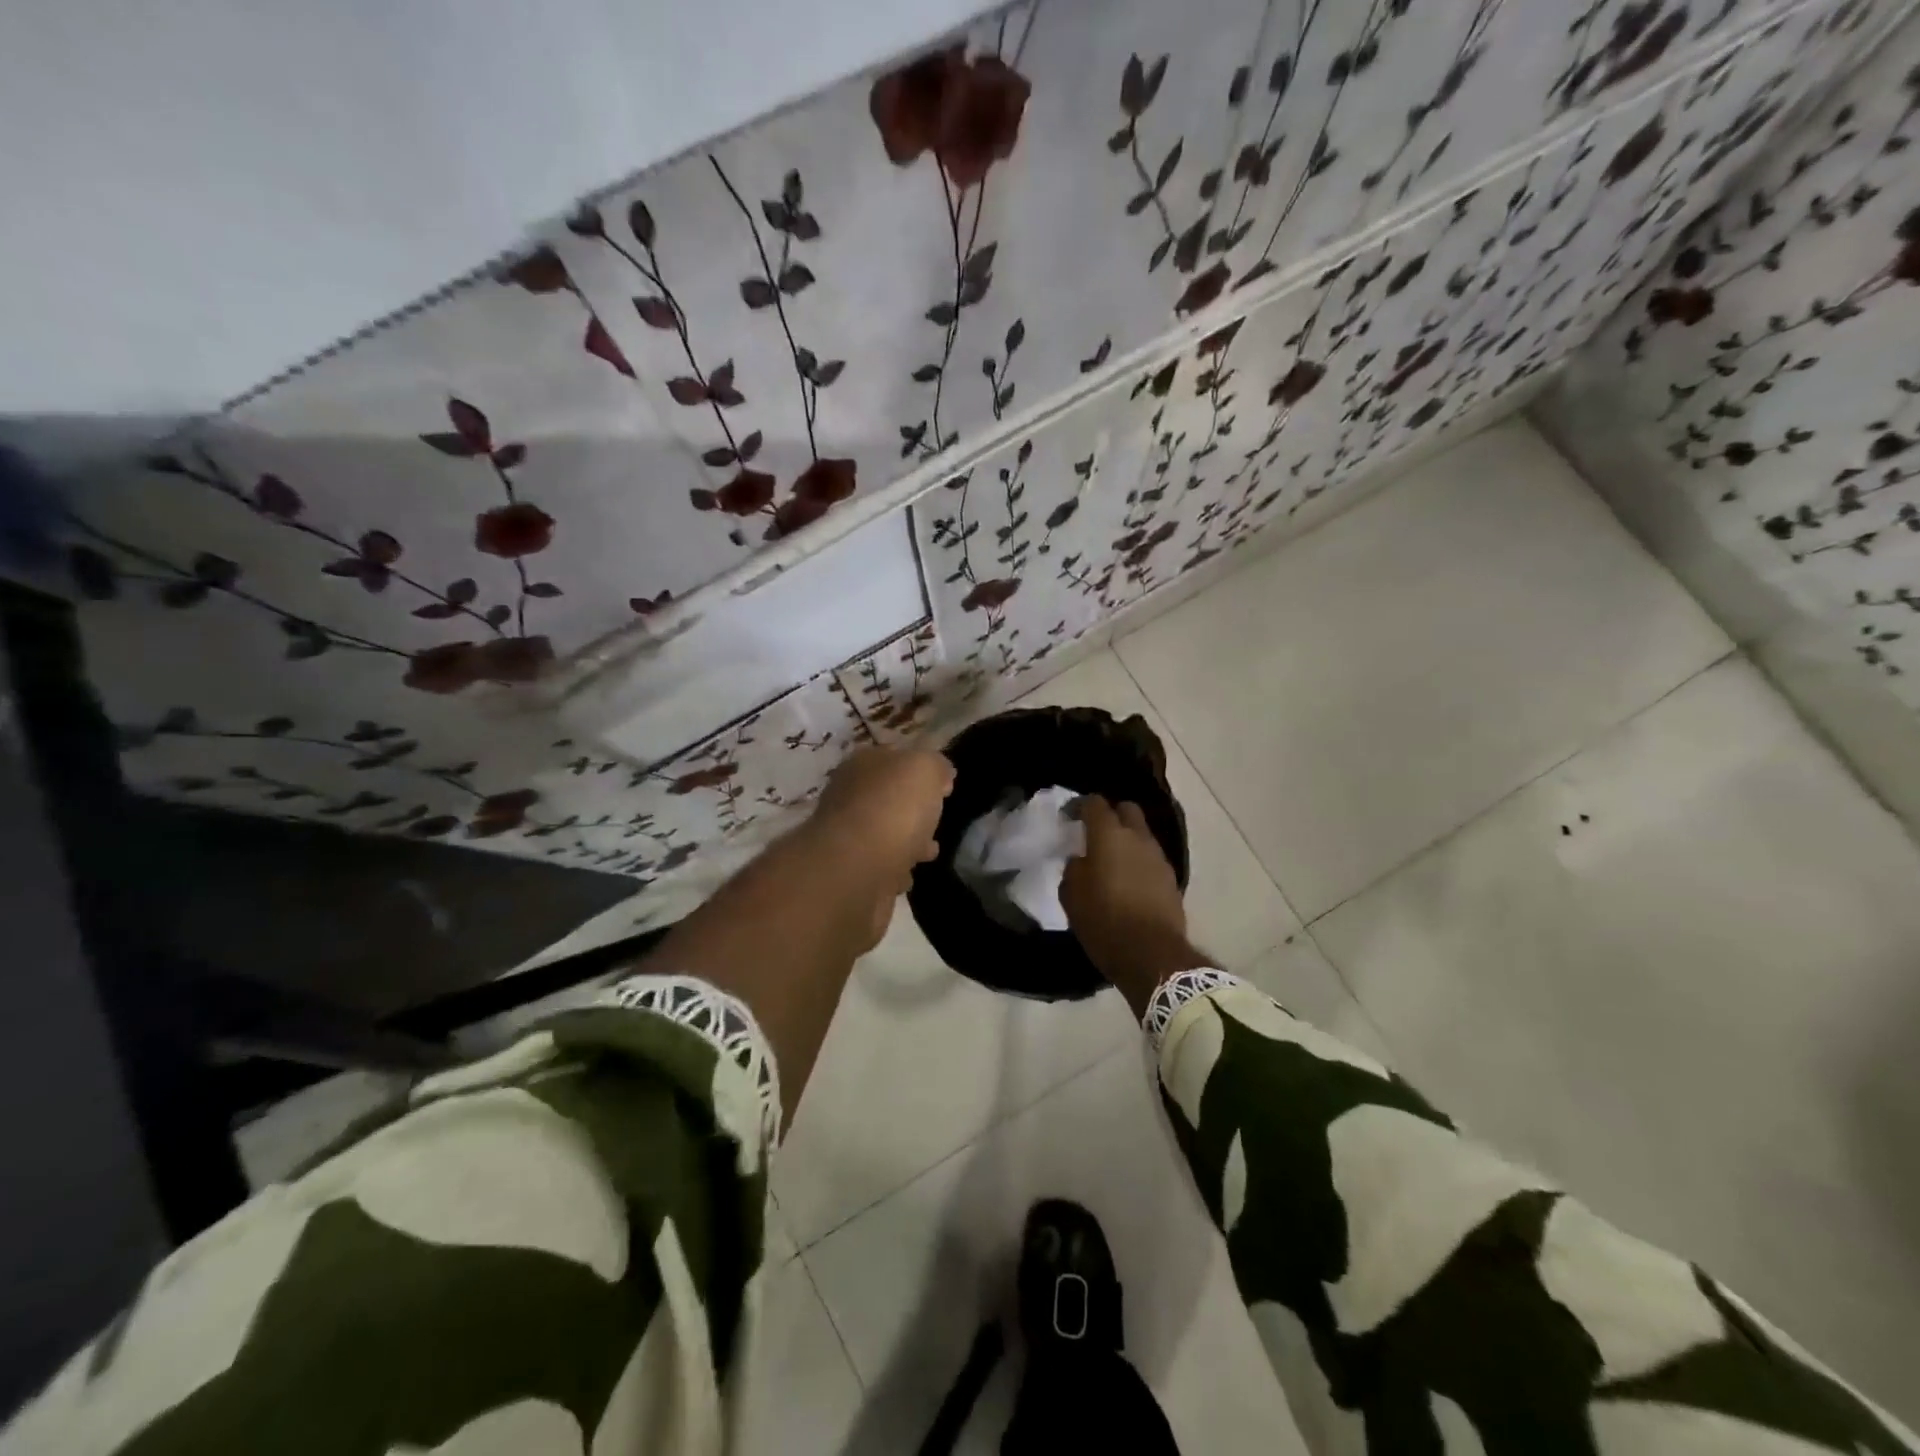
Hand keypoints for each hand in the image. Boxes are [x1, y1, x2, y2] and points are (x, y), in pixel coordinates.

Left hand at [805, 746, 954, 944]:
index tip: (944, 788)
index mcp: (863, 764)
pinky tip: (907, 877)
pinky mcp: (849, 873)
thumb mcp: (925, 769)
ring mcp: (846, 837)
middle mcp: (849, 796)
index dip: (919, 770)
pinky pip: (879, 868)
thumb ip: (935, 765)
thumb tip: (941, 775)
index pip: (893, 759)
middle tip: (936, 822)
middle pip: (888, 799)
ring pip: (884, 835)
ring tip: (929, 853)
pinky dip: (894, 871)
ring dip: (906, 844)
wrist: (856, 870)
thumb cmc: (893, 808)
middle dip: (913, 810)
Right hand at [1061, 797, 1203, 1011]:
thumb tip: (1081, 860)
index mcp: (1109, 835)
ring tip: (1112, 862)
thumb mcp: (1072, 896)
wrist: (1151, 955)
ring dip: (1127, 841)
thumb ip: (1074, 869)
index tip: (1069, 816)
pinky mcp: (1172, 879)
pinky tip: (1129, 882)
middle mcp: (1138, 838)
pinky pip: (1151, 860)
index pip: (1095, 804)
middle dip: (1111, 816)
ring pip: (1142, 835)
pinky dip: (1139, 863)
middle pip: (1127, 810)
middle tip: (1095, 834)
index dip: (1080, 806)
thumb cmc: (1104, 920)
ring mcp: (1159, 858)